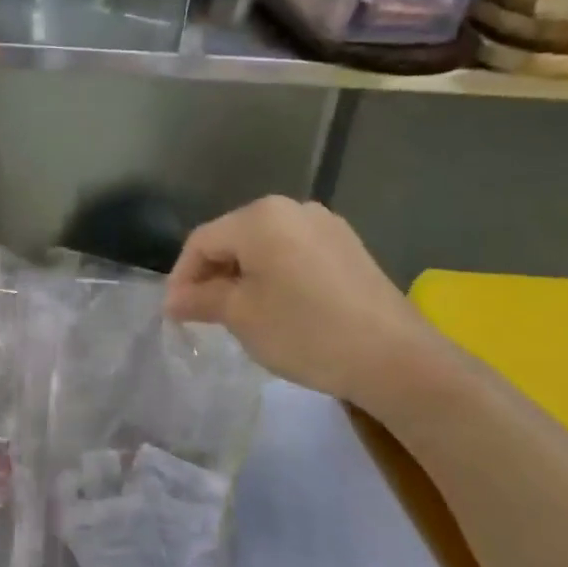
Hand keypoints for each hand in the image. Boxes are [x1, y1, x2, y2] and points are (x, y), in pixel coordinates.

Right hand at [165, 196, 443, 409]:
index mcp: (261, 217)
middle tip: (201, 316)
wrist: (394, 358)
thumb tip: (174, 300)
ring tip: (236, 314)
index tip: (173, 314)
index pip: (202, 241)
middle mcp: (293, 208)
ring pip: (264, 247)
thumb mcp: (241, 316)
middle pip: (234, 239)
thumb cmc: (305, 331)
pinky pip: (293, 254)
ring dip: (242, 277)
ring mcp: (326, 226)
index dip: (181, 277)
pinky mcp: (348, 248)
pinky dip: (274, 277)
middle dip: (211, 276)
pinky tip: (276, 308)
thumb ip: (201, 299)